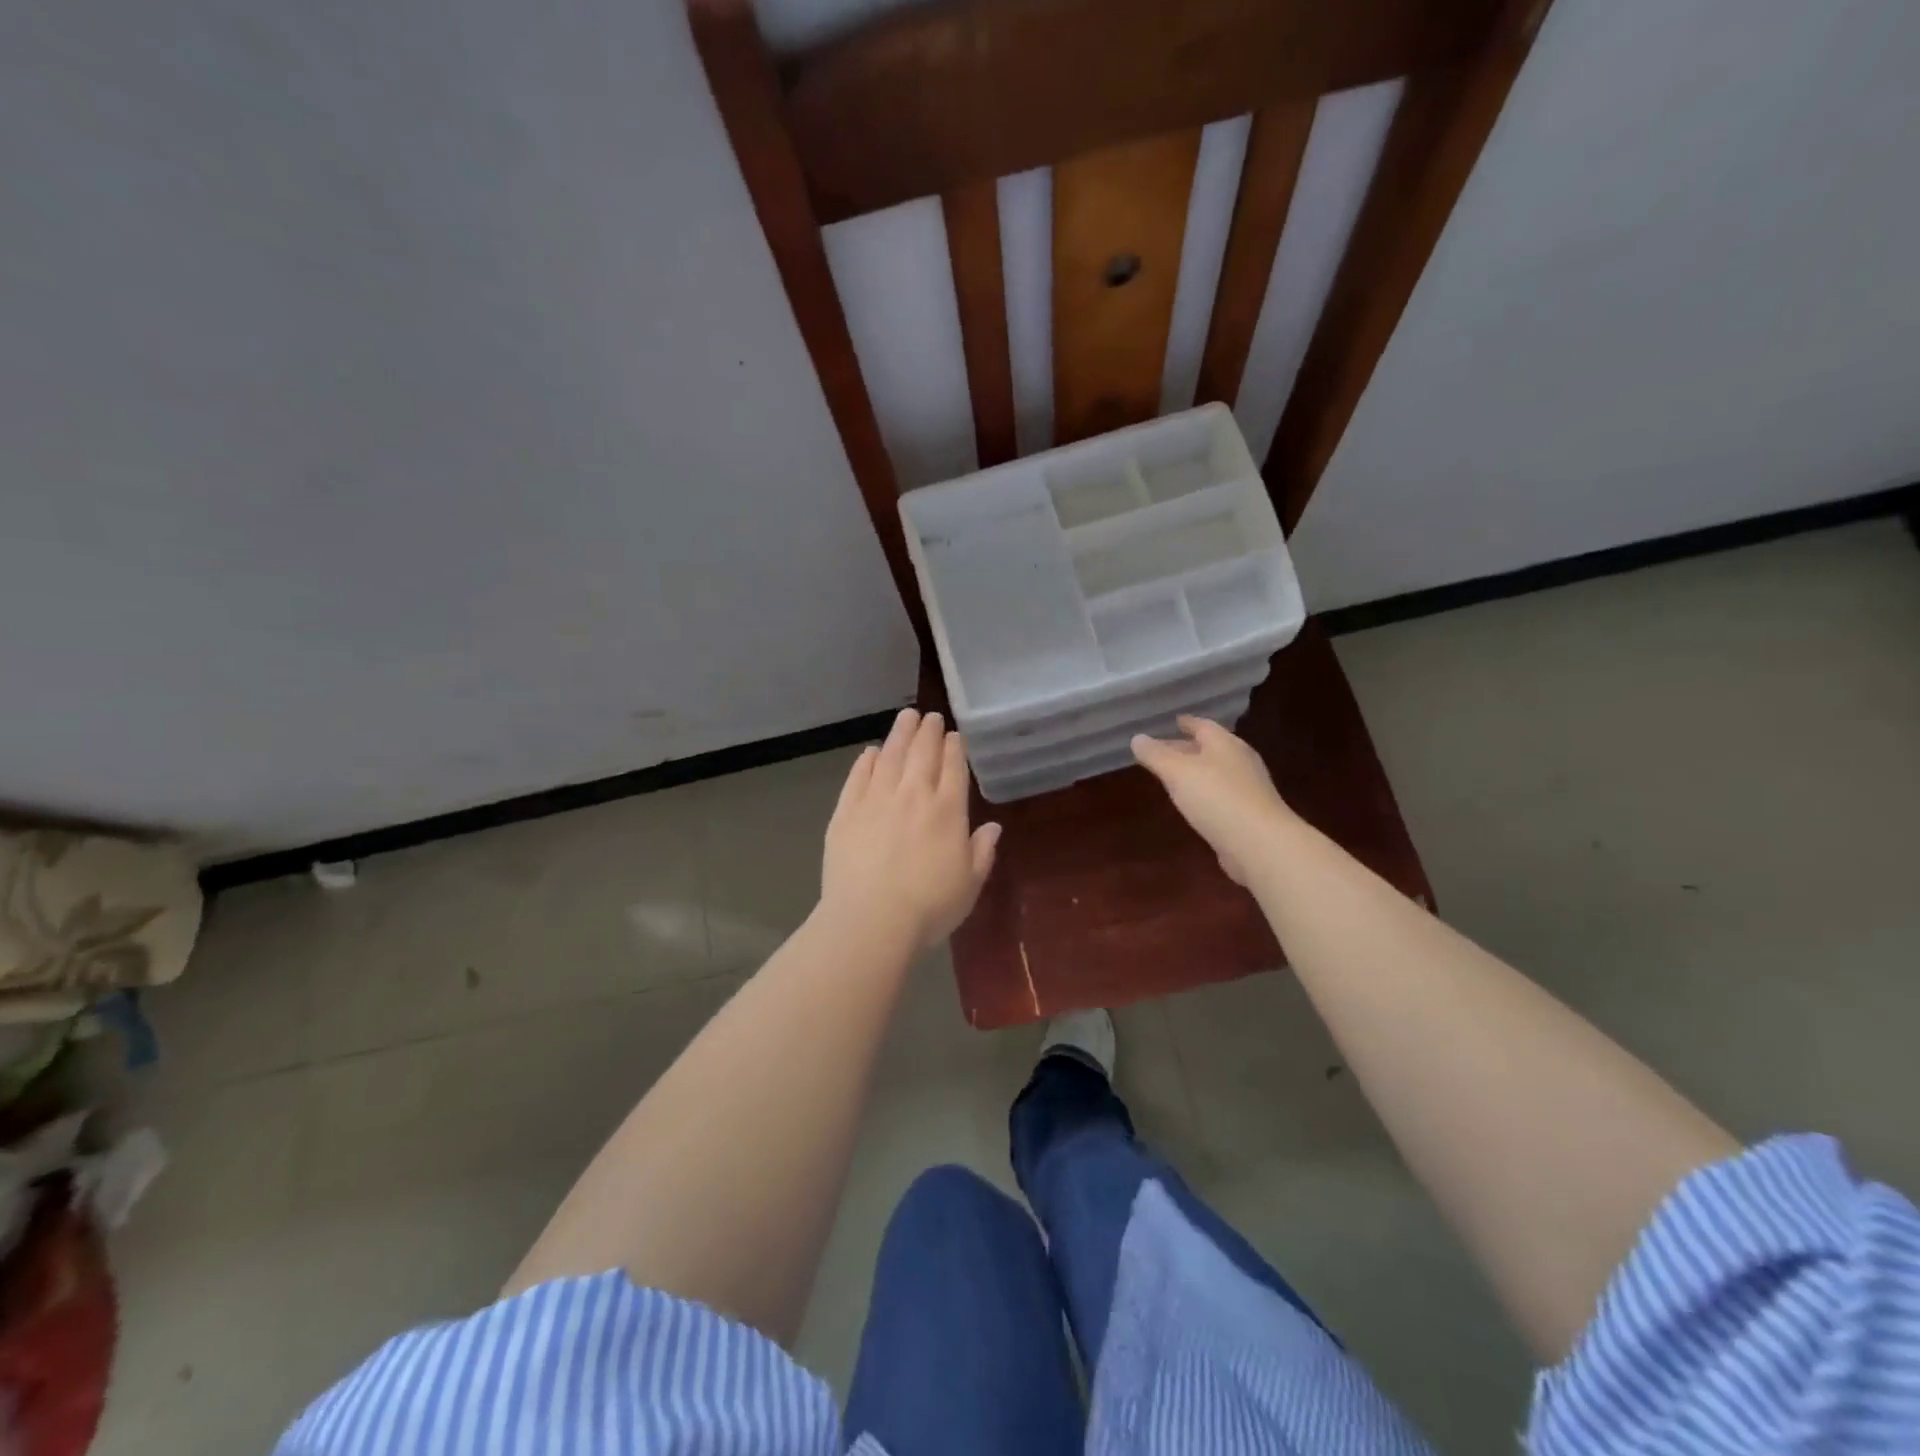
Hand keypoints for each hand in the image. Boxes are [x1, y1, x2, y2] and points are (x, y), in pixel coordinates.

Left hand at [821, 709, 1000, 949]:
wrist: (871, 920)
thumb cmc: (929, 908)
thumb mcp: (969, 885)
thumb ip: (982, 852)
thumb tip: (993, 827)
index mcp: (948, 811)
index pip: (953, 768)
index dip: (955, 749)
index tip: (954, 735)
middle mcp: (914, 795)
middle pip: (922, 753)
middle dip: (929, 732)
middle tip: (931, 717)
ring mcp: (877, 799)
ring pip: (890, 756)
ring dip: (900, 734)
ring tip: (906, 717)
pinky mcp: (846, 811)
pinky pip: (858, 776)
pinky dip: (866, 760)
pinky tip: (871, 752)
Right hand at [1130, 715, 1292, 884]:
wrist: (1260, 844)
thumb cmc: (1216, 798)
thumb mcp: (1177, 772)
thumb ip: (1155, 755)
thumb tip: (1137, 738)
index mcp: (1225, 744)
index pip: (1203, 726)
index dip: (1187, 723)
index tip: (1174, 721)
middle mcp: (1240, 761)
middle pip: (1210, 749)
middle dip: (1186, 748)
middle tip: (1163, 751)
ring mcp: (1248, 788)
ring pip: (1216, 772)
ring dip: (1195, 772)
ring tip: (1174, 776)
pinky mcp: (1249, 814)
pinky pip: (1221, 795)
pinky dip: (1205, 793)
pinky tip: (1193, 803)